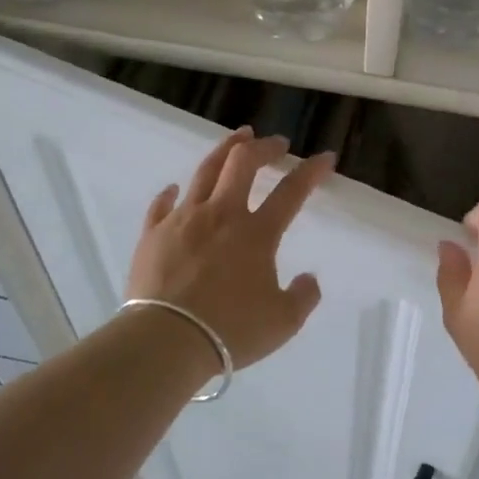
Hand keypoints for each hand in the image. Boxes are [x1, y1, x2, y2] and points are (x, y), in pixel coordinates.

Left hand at [126, 127, 334, 371]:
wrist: (166, 340)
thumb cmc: (230, 330)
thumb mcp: (283, 322)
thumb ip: (303, 296)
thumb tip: (308, 278)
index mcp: (257, 233)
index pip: (292, 191)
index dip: (312, 171)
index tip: (325, 157)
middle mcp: (221, 215)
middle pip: (243, 163)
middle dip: (264, 147)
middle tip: (277, 144)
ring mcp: (183, 220)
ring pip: (205, 171)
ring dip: (225, 150)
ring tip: (237, 138)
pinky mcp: (153, 234)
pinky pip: (162, 204)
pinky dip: (172, 193)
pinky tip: (175, 189)